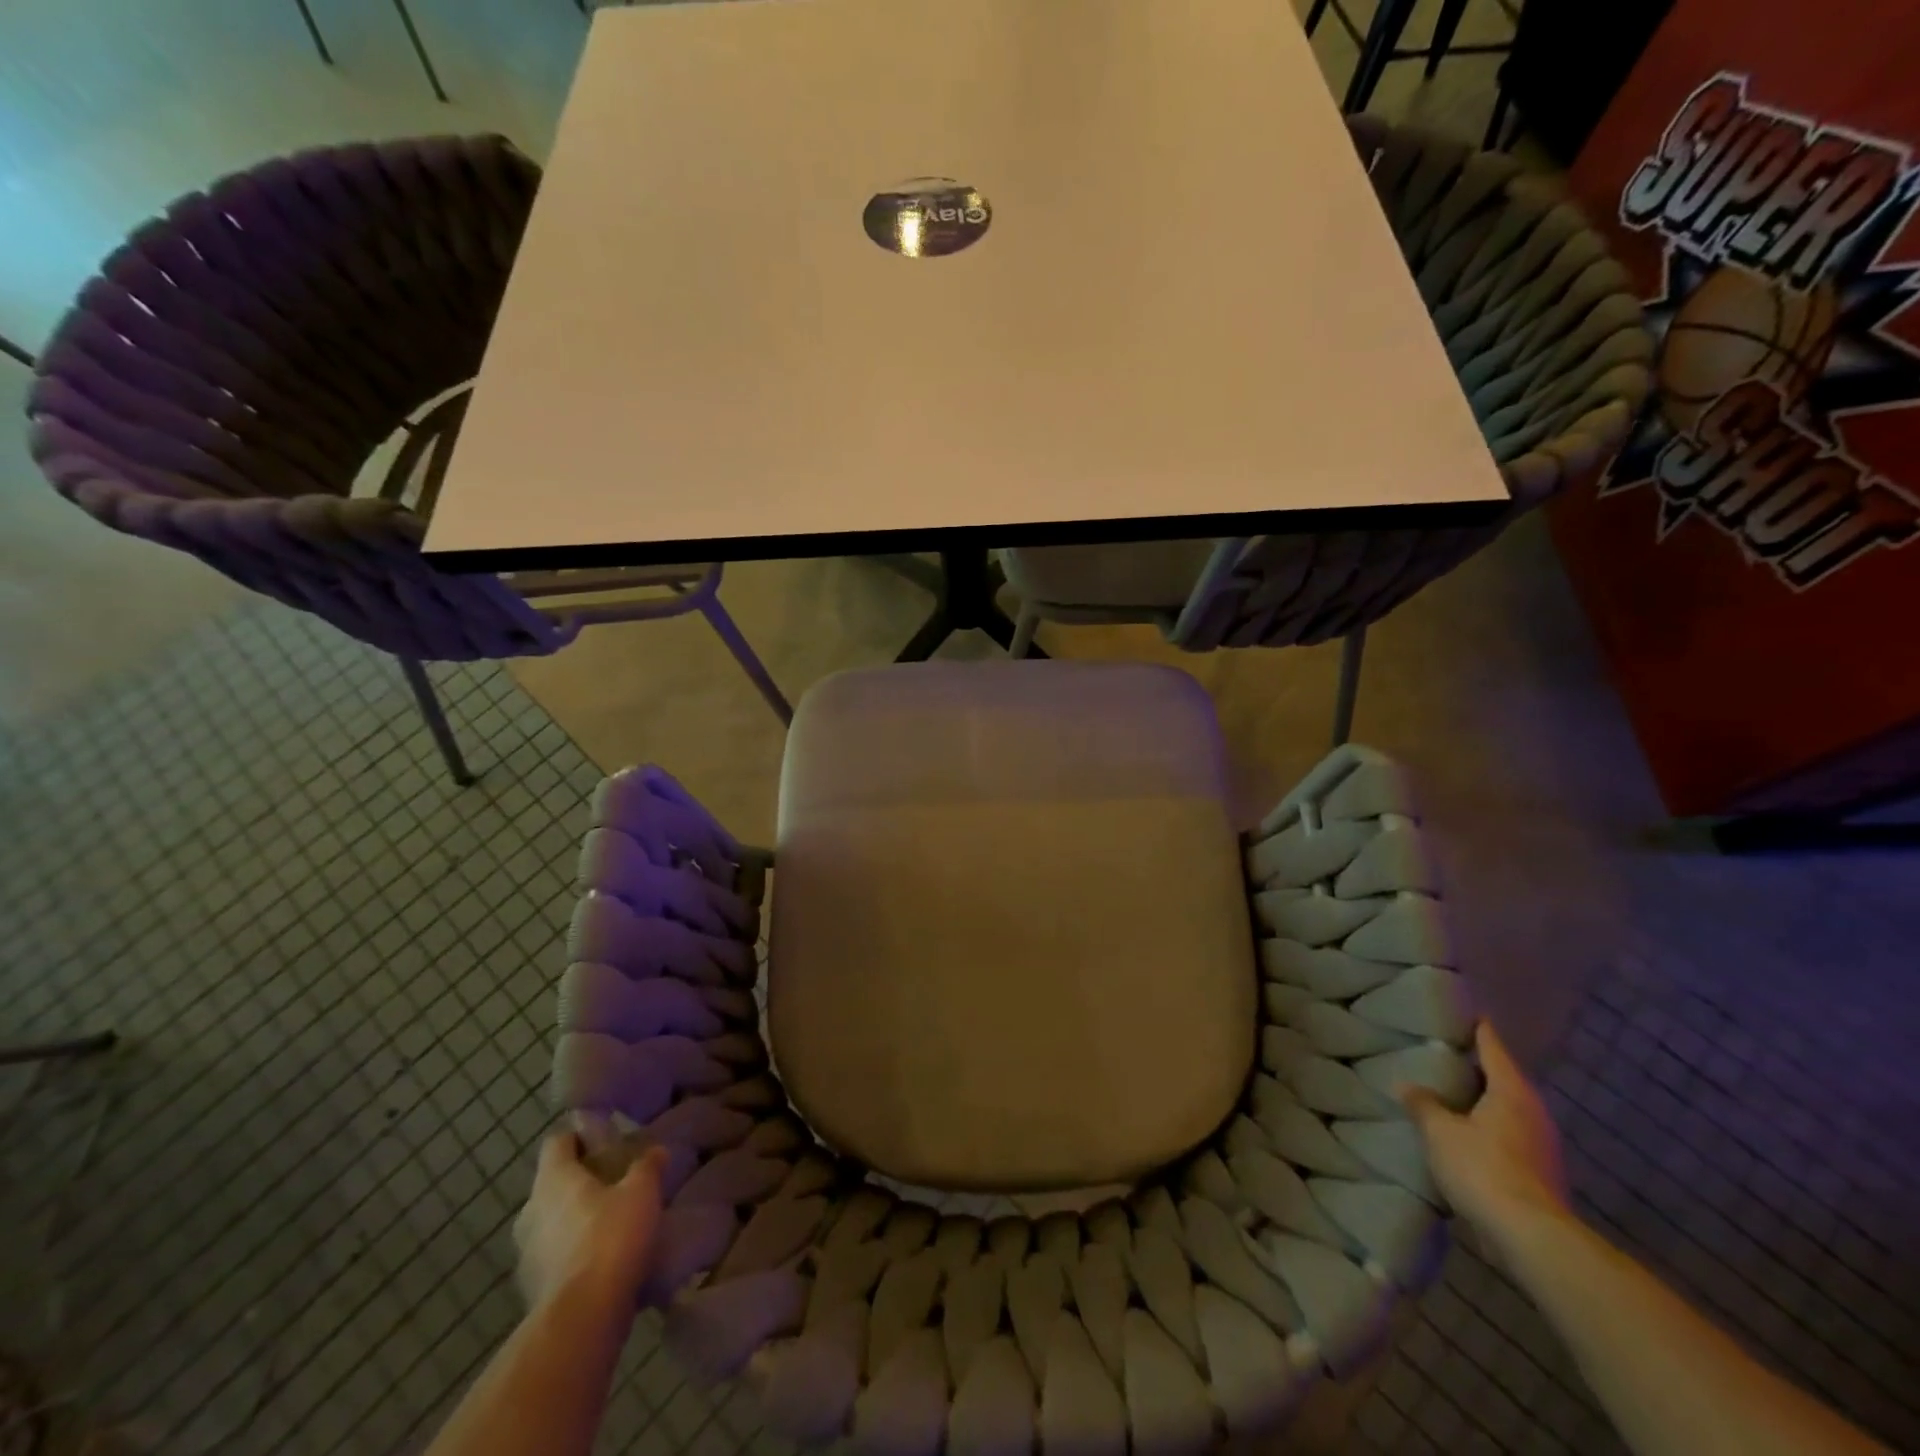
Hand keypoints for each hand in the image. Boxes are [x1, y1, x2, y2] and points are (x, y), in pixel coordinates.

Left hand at [512, 1131, 667, 1317]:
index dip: (581, 1136)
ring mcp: (525, 1254)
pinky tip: (603, 1261)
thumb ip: (647, 1166)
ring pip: (552, 1222)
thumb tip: (655, 1151)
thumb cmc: (610, 1237)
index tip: (607, 1140)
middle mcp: (530, 1211)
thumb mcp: (642, 1191)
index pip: (558, 1141)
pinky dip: (574, 1254)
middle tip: (617, 1182)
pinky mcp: (531, 1290)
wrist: (582, 1319)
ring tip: (613, 1223)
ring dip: (576, 1220)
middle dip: (581, 1181)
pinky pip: (554, 1258)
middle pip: (554, 1184)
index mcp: (553, 1179)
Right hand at [1400, 1021, 1570, 1251]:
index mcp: (1511, 1091)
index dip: (1477, 1029)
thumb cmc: (1483, 1168)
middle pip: (1503, 1077)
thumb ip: (1423, 1104)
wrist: (1530, 1236)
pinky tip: (1467, 1132)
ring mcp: (1541, 1144)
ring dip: (1483, 1100)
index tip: (1464, 1013)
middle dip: (1477, 1066)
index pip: (1492, 1046)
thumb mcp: (1439, 1131)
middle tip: (1446, 1053)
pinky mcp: (1540, 1172)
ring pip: (1508, 1108)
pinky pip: (1509, 1134)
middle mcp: (1533, 1111)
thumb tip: (1407, 1085)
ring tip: (1452, 1093)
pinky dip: (1489, 1126)